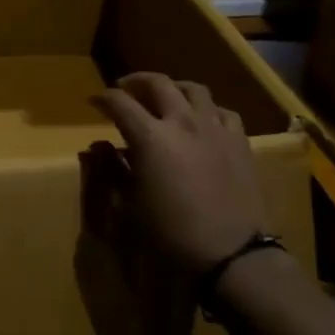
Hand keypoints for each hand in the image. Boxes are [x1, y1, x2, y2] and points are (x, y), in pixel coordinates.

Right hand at [90, 73, 266, 275]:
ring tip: (165, 96)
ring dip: (174, 87)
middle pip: (158, 83)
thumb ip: (112, 170)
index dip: (103, 98)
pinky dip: (206, 109)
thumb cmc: (171, 234)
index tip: (93, 101)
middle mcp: (183, 122)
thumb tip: (98, 148)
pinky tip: (202, 120)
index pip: (120, 102)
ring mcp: (215, 128)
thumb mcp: (129, 207)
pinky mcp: (240, 141)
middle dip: (136, 81)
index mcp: (150, 137)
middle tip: (125, 88)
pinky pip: (222, 111)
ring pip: (194, 89)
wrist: (231, 254)